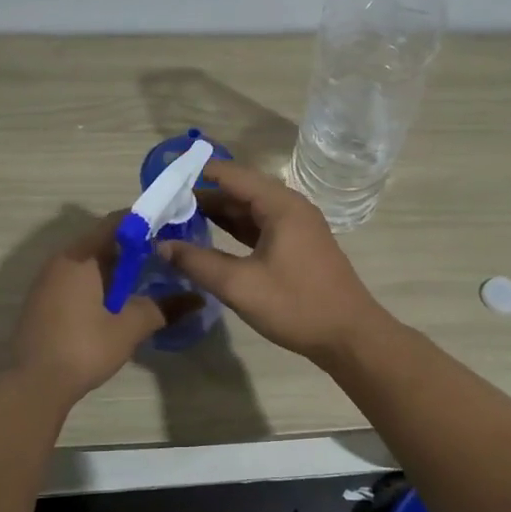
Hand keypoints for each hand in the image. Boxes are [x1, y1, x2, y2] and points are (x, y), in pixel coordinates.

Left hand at [10, 214, 195, 405]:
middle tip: (163, 256)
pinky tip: (116, 301)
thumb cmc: (84, 347)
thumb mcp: (130, 327)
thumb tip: (197, 300)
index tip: (169, 229)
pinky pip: (76, 278)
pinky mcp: (43, 300)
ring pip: (88, 261)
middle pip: (101, 240)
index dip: (144, 222)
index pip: (115, 222)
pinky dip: (99, 281)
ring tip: (146, 279)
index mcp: (80, 256)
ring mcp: (47, 280)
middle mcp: (61, 260)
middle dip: (133, 246)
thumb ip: (163, 308)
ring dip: (115, 266)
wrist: (34, 384)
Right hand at [158, 160, 390, 363]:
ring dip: (218, 214)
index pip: (231, 175)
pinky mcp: (297, 246)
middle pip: (240, 190)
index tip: (164, 181)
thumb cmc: (296, 305)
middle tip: (164, 206)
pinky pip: (260, 227)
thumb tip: (161, 245)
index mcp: (280, 205)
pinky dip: (235, 230)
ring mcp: (296, 226)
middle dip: (203, 197)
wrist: (349, 336)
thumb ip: (198, 263)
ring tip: (179, 220)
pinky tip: (210, 239)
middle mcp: (290, 207)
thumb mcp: (240, 285)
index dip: (197, 175)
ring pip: (249, 210)